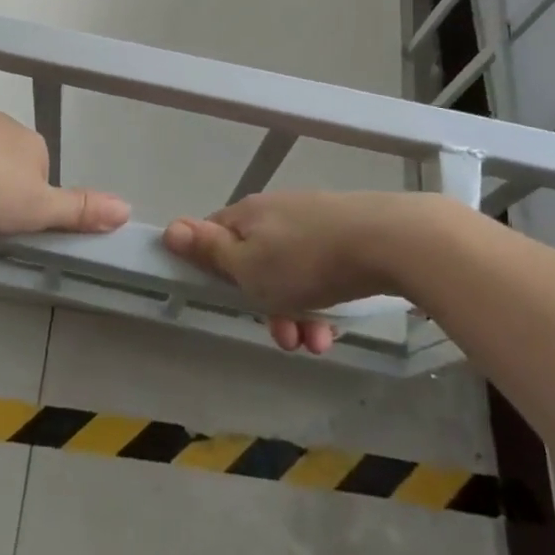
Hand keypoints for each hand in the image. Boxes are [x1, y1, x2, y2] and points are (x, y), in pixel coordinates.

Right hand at [163, 191, 397, 354]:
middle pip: (254, 262)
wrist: (384, 240)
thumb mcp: (248, 265)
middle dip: (264, 305)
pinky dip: (320, 302)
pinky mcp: (342, 234)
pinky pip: (318, 272)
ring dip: (296, 313)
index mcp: (247, 215)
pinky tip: (333, 329)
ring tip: (314, 343)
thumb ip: (210, 251)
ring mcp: (311, 221)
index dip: (212, 267)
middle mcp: (275, 212)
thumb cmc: (305, 259)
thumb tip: (170, 228)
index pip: (214, 234)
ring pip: (289, 274)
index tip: (224, 298)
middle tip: (281, 336)